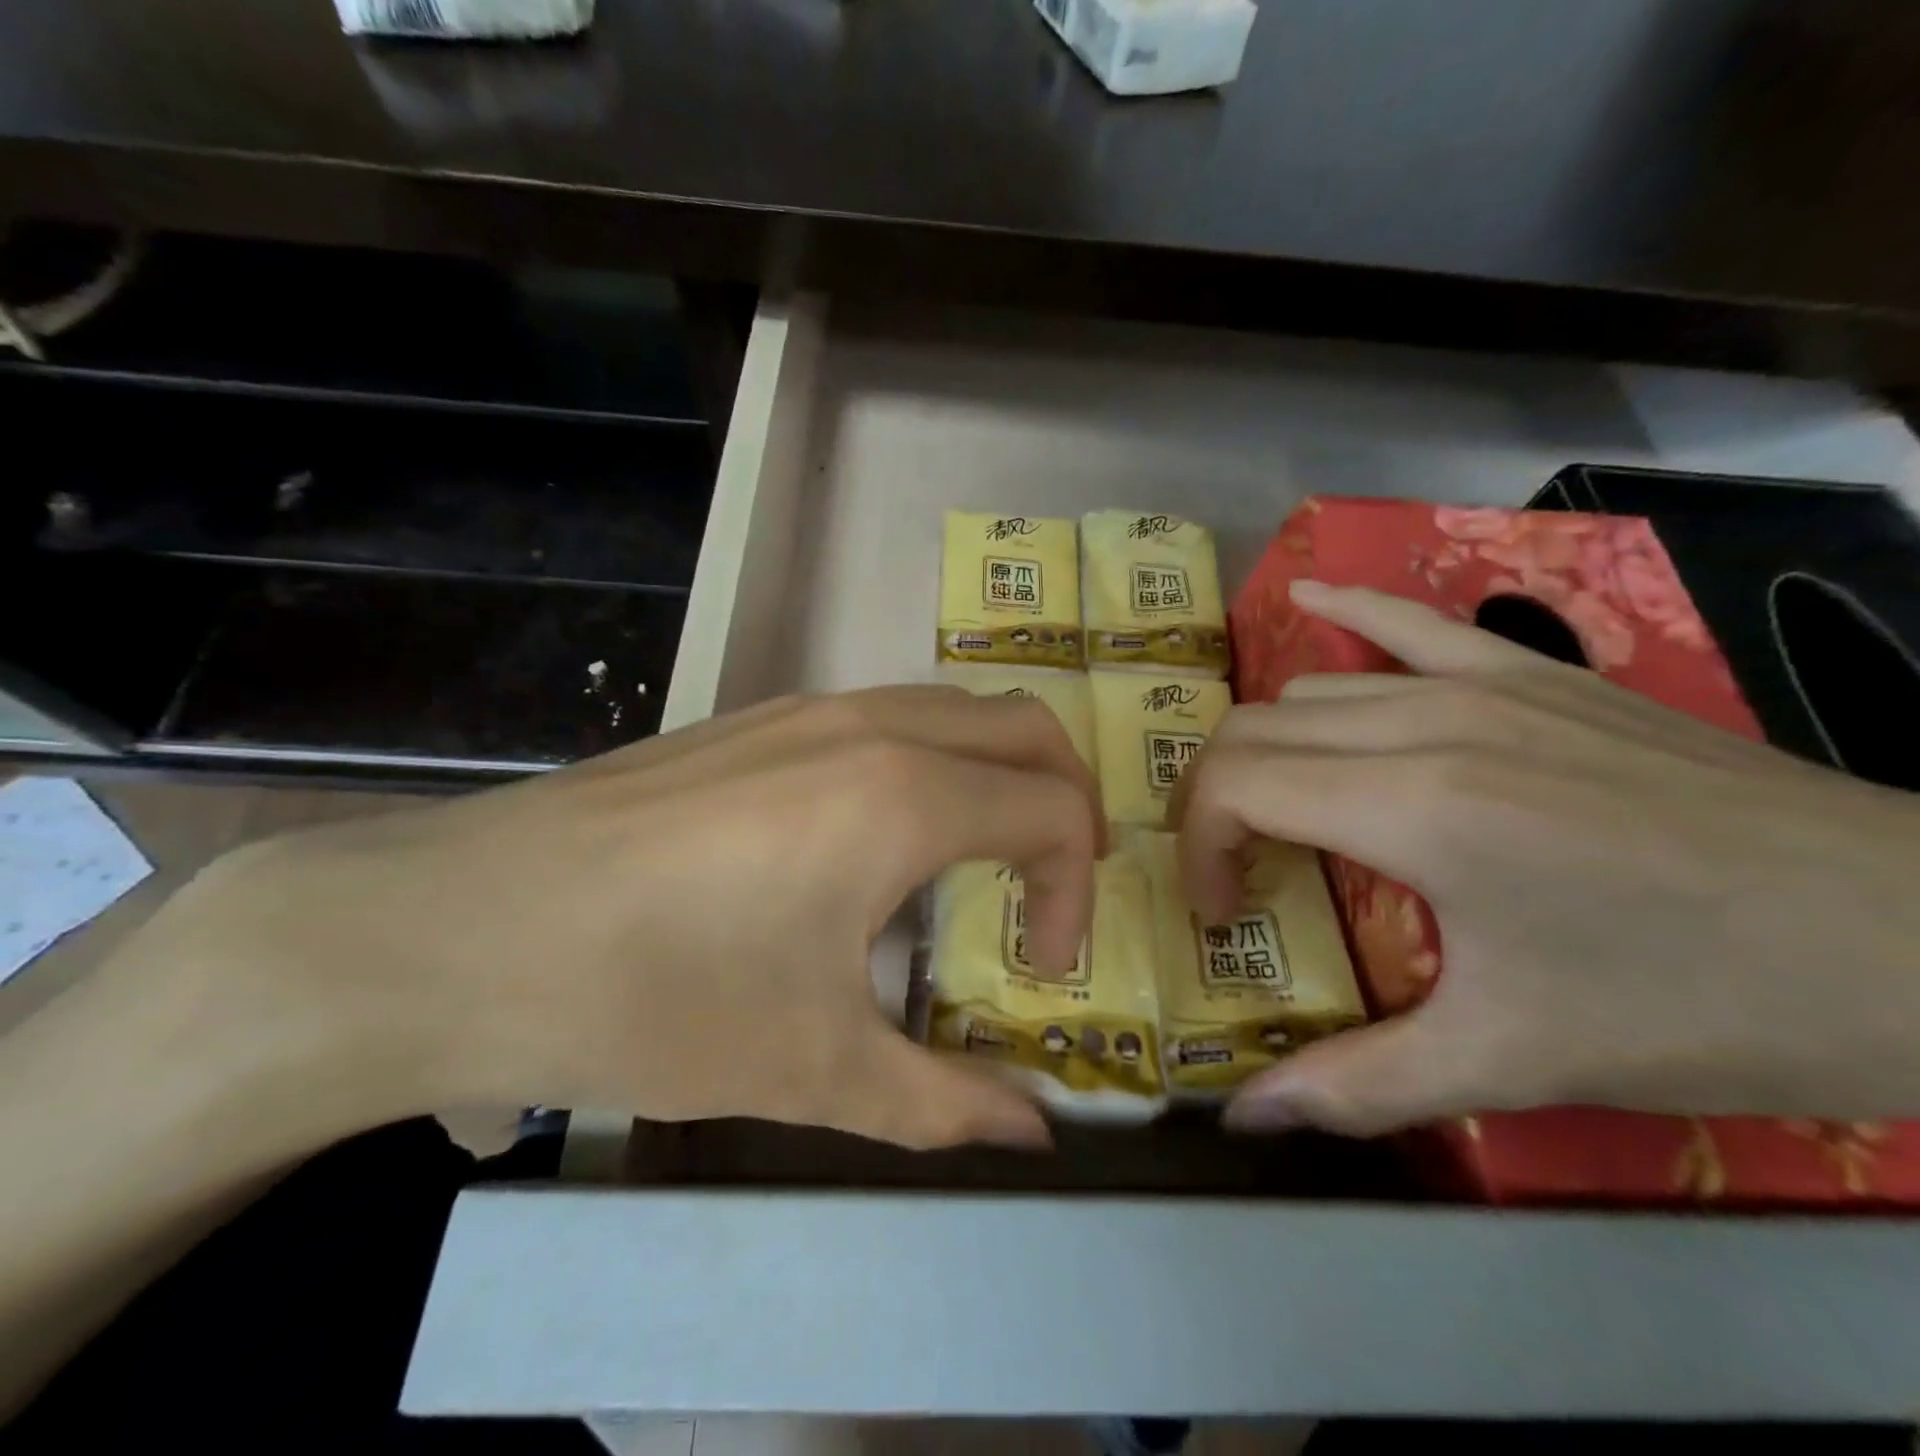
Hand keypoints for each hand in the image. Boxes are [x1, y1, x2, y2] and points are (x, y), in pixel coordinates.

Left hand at [143, 688, 1103, 1151]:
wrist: (460, 930)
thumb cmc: (655, 996)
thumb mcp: (816, 1069)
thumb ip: (946, 1102)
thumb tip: (1036, 1134)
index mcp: (905, 796)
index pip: (1056, 809)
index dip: (1074, 890)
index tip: (1037, 967)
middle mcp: (872, 726)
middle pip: (1026, 726)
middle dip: (1067, 799)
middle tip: (1048, 885)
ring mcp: (809, 708)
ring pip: (954, 708)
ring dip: (995, 774)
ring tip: (973, 863)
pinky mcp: (756, 718)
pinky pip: (885, 717)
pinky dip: (928, 762)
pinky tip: (874, 843)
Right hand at [1177, 581, 1919, 1137]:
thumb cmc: (1701, 1004)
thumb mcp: (1512, 1062)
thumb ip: (1357, 1086)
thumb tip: (1244, 1118)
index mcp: (1412, 808)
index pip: (1234, 786)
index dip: (1199, 849)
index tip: (1225, 914)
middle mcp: (1426, 724)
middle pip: (1253, 732)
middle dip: (1215, 802)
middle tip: (1241, 875)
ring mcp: (1483, 683)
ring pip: (1308, 692)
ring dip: (1268, 752)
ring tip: (1288, 815)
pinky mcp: (1535, 672)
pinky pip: (1408, 622)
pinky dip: (1345, 611)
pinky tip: (1308, 597)